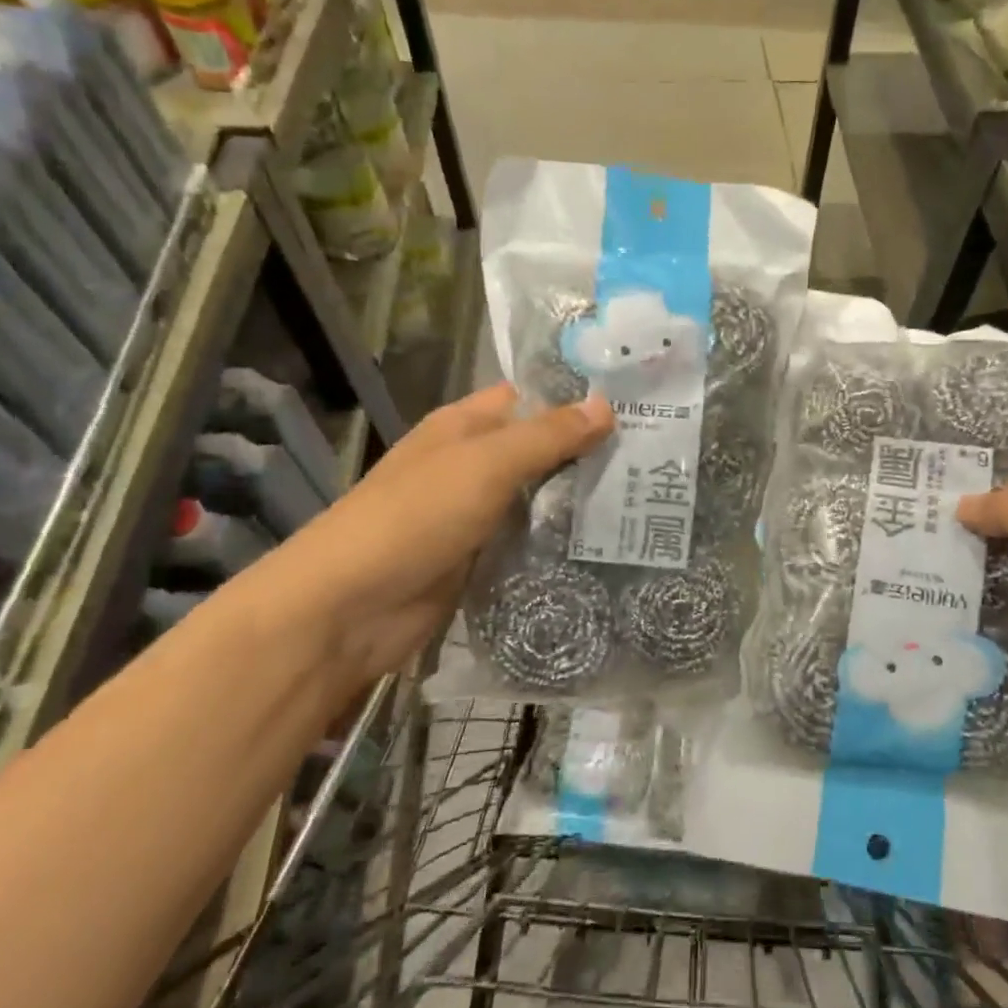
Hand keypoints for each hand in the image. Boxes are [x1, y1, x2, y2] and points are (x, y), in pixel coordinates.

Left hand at [219, 383, 613, 705]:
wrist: (351, 609)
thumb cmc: (416, 517)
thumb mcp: (486, 464)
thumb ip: (547, 435)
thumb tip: (606, 405)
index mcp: (463, 426)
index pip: (528, 398)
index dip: (574, 398)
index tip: (635, 407)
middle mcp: (469, 464)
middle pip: (537, 449)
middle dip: (587, 452)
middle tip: (656, 459)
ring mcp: (474, 515)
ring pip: (537, 498)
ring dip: (578, 501)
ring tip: (645, 500)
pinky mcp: (480, 559)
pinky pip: (528, 541)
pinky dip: (559, 541)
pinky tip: (606, 544)